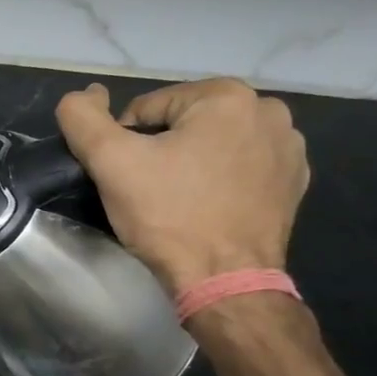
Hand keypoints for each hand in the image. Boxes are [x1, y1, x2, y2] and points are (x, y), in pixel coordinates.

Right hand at [55, 79, 308, 293]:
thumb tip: (83, 94)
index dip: (126, 143)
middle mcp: (268, 111)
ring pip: (212, 144)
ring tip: (178, 201)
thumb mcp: (110, 161)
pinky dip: (220, 180)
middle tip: (149, 190)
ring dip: (191, 163)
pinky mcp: (294, 182)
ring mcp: (289, 148)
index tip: (127, 177)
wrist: (225, 281)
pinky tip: (208, 207)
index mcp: (227, 96)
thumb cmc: (168, 215)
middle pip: (183, 123)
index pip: (148, 108)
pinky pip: (241, 167)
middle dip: (161, 151)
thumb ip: (82, 118)